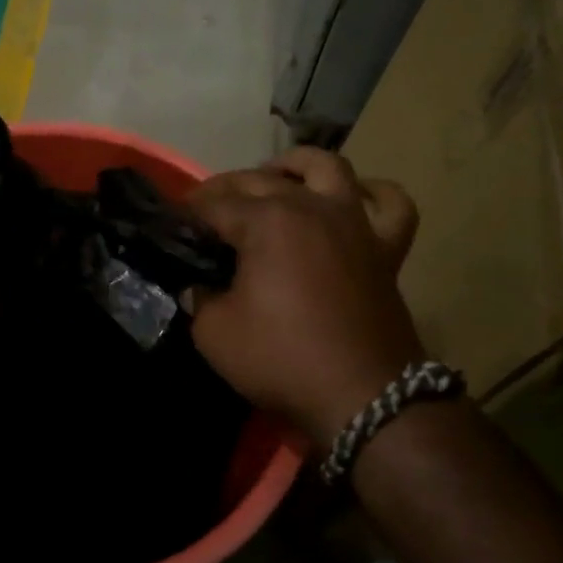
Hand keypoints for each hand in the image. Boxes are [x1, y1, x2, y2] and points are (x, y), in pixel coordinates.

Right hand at [187, 148, 422, 446]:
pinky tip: (352, 200)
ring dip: (294, 166)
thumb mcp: (214, 333)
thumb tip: (201, 284)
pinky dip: (371, 194)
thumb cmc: (282, 359)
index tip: (172, 224)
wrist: (364, 396)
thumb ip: (201, 297)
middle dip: (225, 189)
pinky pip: (389, 205)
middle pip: (259, 179)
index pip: (215, 204)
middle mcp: (311, 207)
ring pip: (326, 167)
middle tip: (205, 212)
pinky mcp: (385, 247)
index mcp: (267, 222)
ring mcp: (354, 223)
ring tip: (274, 178)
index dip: (188, 212)